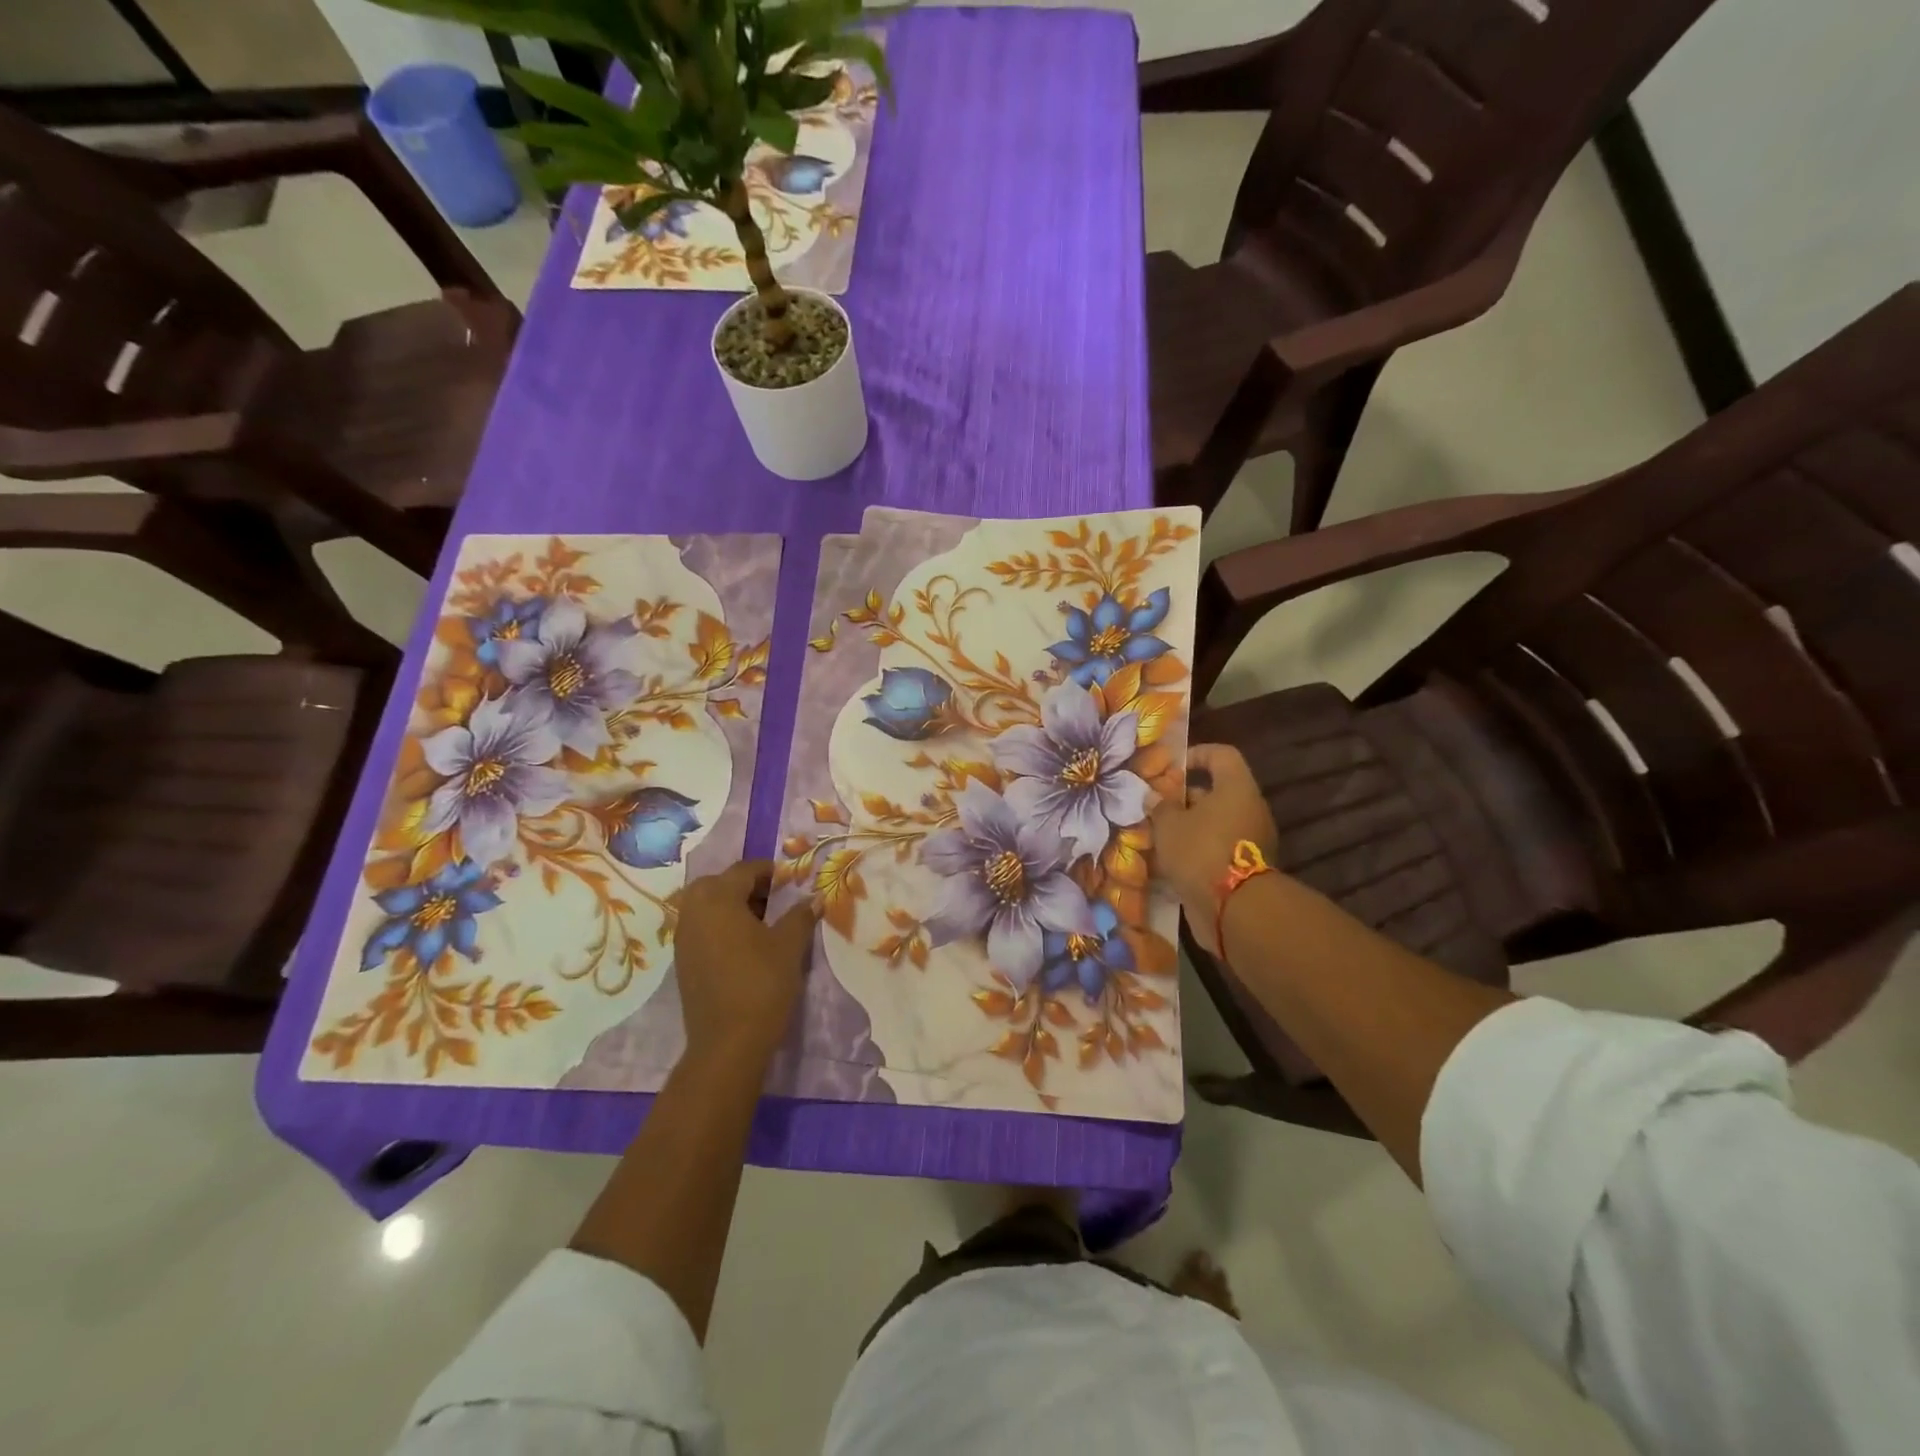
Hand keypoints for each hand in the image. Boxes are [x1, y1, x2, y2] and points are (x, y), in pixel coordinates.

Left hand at [674, 861, 816, 1070]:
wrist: (728, 1043)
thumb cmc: (761, 984)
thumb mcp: (789, 946)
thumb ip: (801, 915)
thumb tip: (815, 898)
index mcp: (718, 899)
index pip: (743, 870)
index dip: (769, 871)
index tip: (790, 880)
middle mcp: (694, 912)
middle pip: (716, 883)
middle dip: (743, 884)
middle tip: (771, 897)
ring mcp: (684, 938)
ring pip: (704, 905)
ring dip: (729, 904)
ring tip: (760, 921)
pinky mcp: (683, 961)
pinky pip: (700, 927)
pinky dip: (719, 925)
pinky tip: (744, 944)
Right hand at [1149, 744, 1277, 954]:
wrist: (1234, 910)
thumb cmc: (1200, 852)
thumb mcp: (1169, 825)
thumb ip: (1160, 807)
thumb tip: (1154, 797)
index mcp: (1236, 788)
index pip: (1222, 755)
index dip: (1196, 754)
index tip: (1171, 768)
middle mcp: (1249, 810)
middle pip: (1216, 793)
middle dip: (1184, 799)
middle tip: (1156, 808)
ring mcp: (1251, 841)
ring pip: (1214, 824)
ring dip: (1187, 828)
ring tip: (1157, 837)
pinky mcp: (1245, 869)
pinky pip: (1217, 850)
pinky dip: (1195, 852)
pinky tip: (1169, 863)